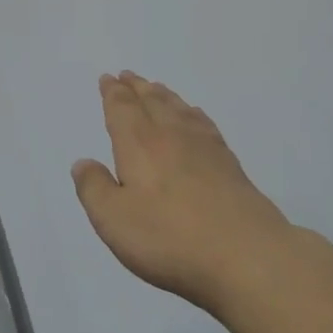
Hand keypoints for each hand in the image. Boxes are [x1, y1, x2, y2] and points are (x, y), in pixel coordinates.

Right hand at [72, 72, 297, 312]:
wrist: (248, 257)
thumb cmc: (169, 238)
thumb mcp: (113, 219)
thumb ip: (94, 188)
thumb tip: (83, 162)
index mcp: (139, 145)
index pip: (122, 109)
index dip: (113, 93)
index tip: (108, 78)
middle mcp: (171, 137)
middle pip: (152, 102)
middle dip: (137, 88)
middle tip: (128, 75)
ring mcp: (206, 150)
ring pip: (180, 110)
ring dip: (164, 96)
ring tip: (156, 88)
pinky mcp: (231, 167)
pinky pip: (205, 126)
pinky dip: (194, 114)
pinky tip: (195, 118)